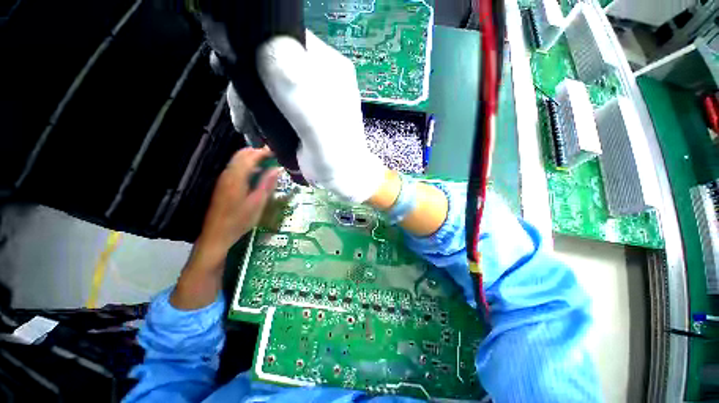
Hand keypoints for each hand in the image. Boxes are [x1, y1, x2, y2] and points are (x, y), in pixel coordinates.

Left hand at [196, 146, 280, 257]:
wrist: (216, 235)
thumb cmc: (239, 220)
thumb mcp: (258, 203)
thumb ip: (266, 184)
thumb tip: (277, 169)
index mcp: (236, 178)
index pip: (249, 156)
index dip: (263, 152)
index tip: (276, 152)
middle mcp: (227, 175)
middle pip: (241, 155)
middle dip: (256, 152)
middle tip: (272, 156)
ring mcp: (223, 180)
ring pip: (237, 161)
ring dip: (251, 159)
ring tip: (267, 164)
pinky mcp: (222, 186)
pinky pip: (235, 169)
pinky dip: (246, 166)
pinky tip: (256, 175)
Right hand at [256, 31, 386, 202]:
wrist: (343, 178)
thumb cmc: (334, 156)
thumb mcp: (315, 121)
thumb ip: (295, 86)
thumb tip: (264, 48)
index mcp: (328, 68)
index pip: (285, 38)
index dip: (255, 51)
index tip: (236, 77)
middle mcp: (319, 75)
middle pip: (271, 63)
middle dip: (249, 90)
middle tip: (241, 118)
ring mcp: (310, 94)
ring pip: (268, 85)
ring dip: (251, 107)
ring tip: (249, 133)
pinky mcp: (302, 111)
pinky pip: (272, 103)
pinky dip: (260, 117)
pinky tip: (257, 135)